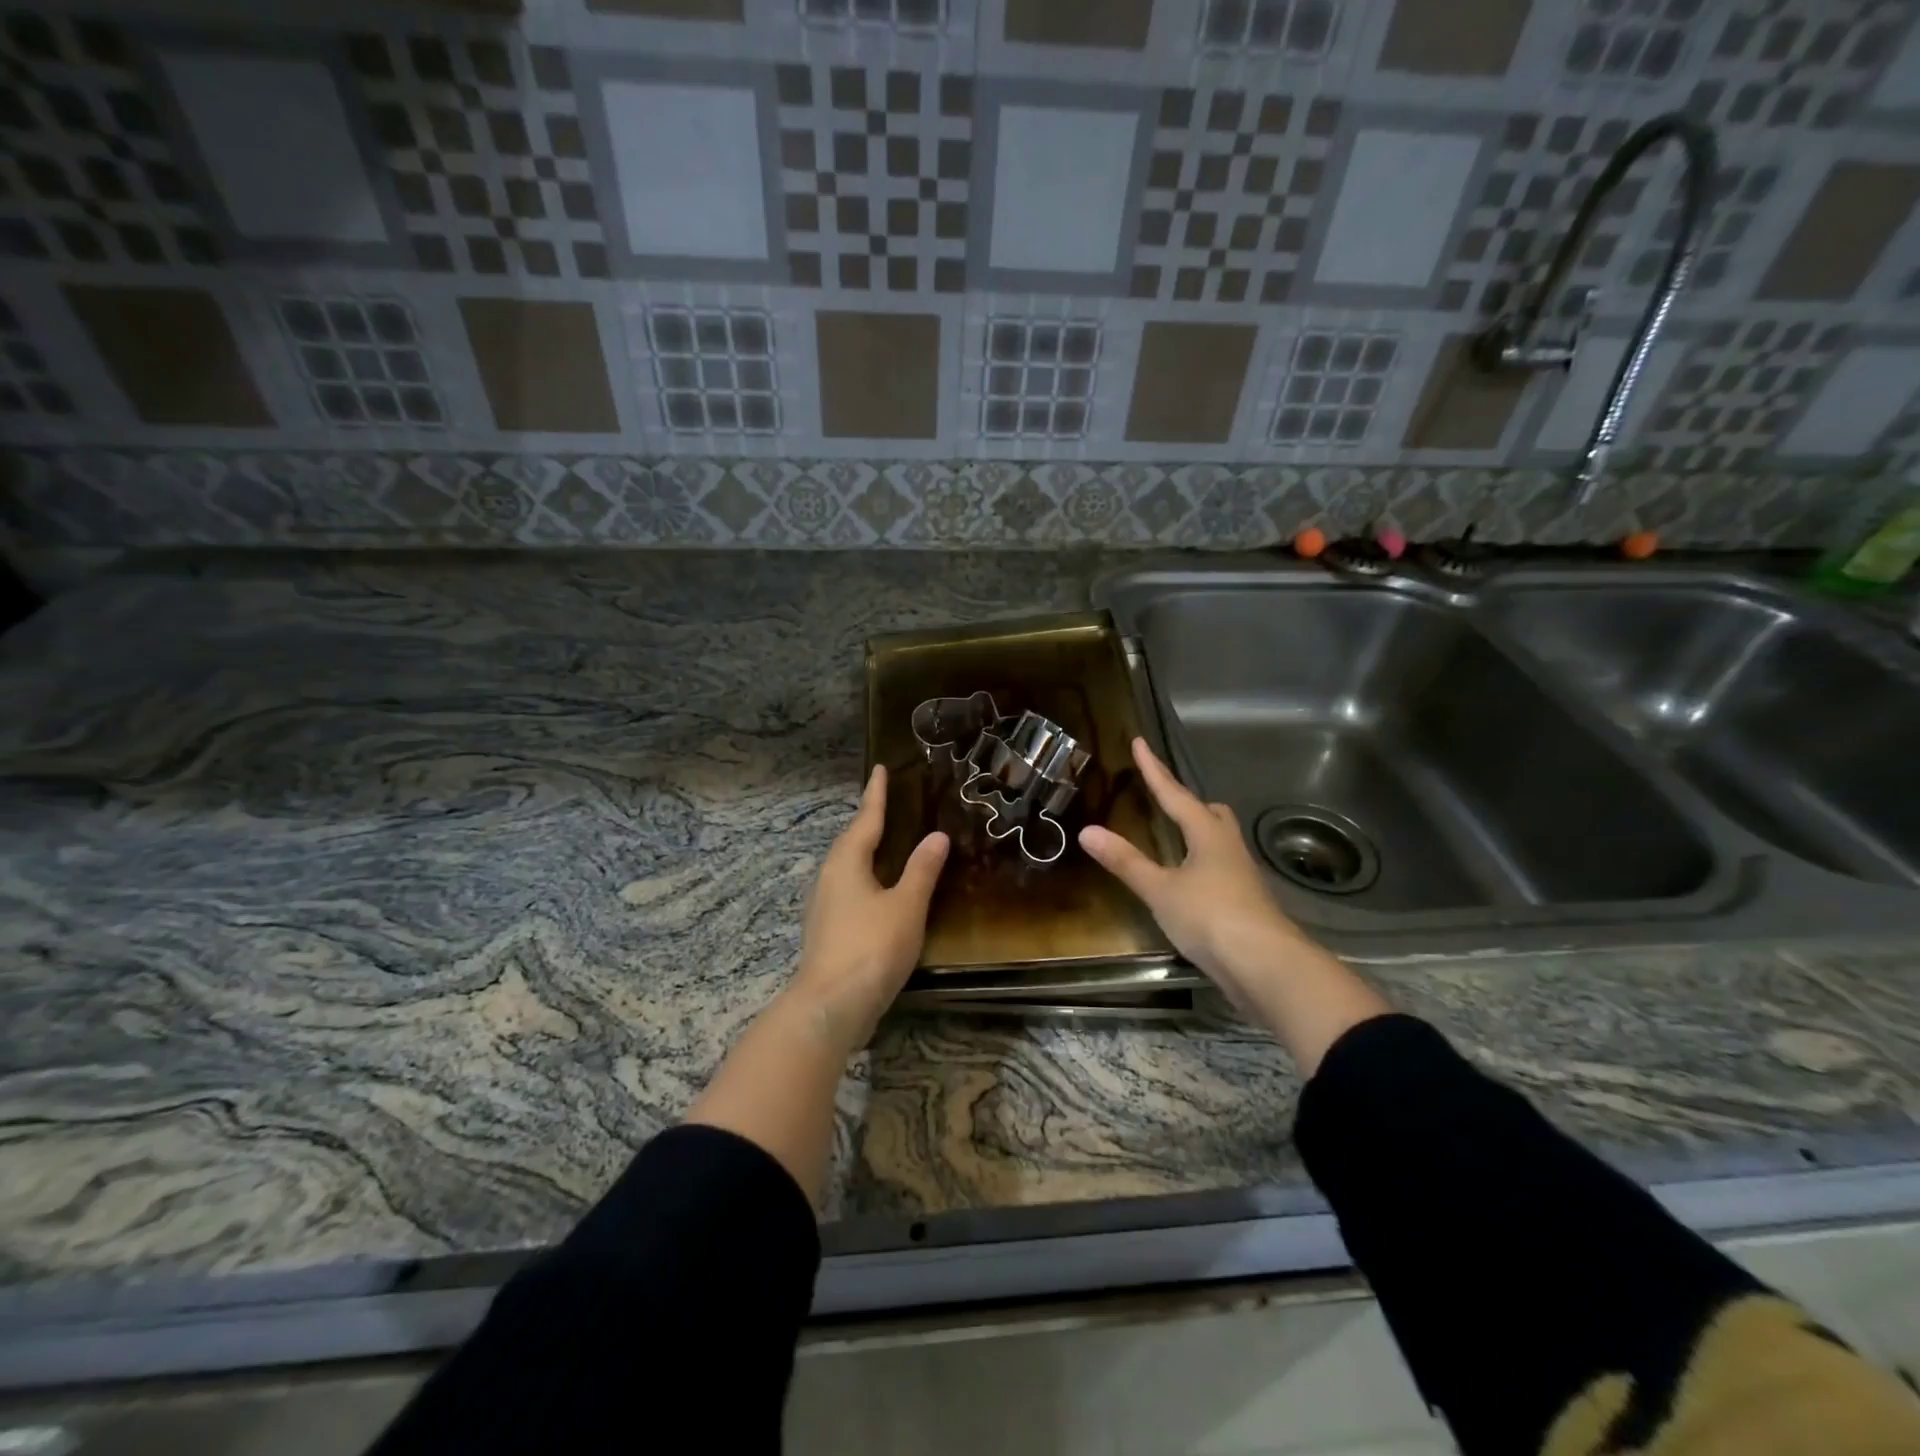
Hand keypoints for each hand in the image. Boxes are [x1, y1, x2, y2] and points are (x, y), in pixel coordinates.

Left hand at [789, 765, 948, 1052]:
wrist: (831, 1006)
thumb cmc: (871, 947)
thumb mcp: (906, 905)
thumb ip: (922, 870)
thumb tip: (936, 835)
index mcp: (847, 862)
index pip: (866, 818)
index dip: (876, 794)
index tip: (880, 769)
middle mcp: (830, 877)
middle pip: (852, 841)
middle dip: (869, 822)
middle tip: (887, 805)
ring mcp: (824, 905)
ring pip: (848, 867)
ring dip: (866, 851)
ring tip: (886, 843)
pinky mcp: (827, 930)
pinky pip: (849, 889)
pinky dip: (866, 878)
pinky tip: (878, 891)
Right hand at [1079, 738, 1308, 1001]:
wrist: (1266, 965)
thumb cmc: (1211, 917)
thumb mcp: (1160, 889)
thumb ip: (1126, 861)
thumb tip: (1087, 831)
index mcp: (1208, 834)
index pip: (1175, 794)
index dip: (1154, 769)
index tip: (1140, 742)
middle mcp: (1228, 847)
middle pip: (1211, 813)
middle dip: (1187, 802)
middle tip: (1165, 798)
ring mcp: (1242, 876)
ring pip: (1219, 841)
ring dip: (1197, 833)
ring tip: (1174, 837)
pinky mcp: (1245, 902)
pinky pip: (1220, 868)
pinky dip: (1200, 864)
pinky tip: (1189, 881)